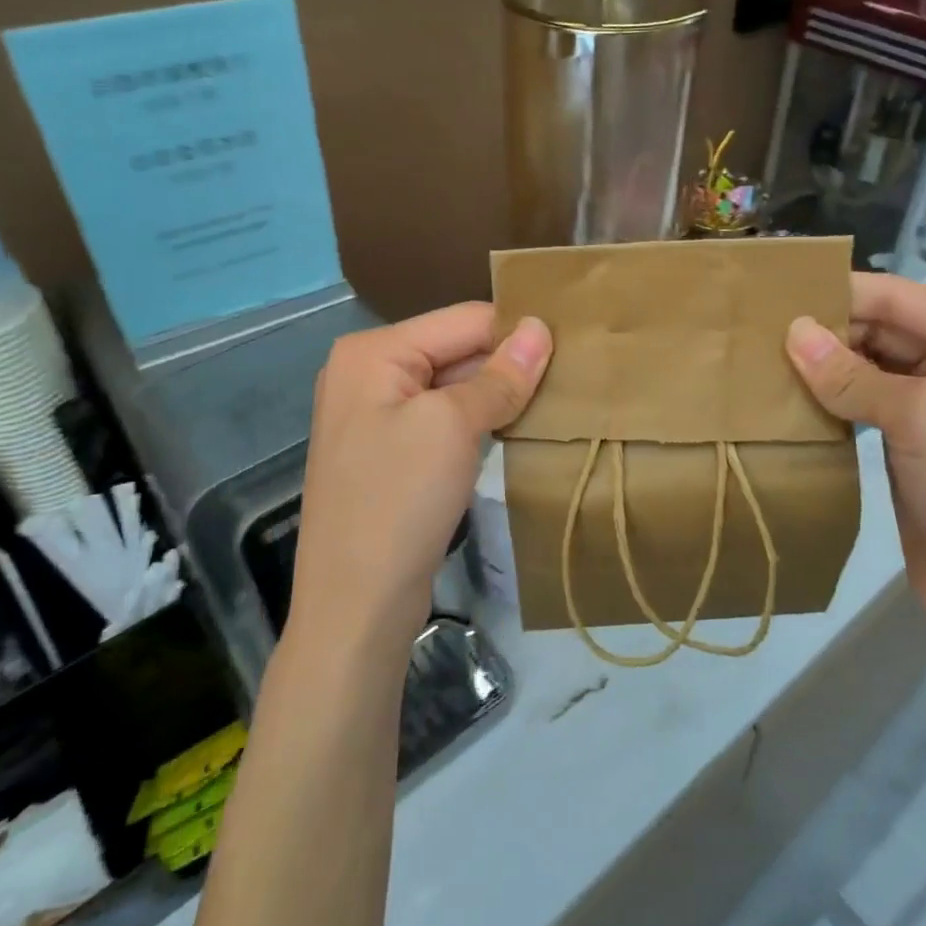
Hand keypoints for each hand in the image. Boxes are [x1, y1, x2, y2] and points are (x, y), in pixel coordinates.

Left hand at [290, 303, 551, 655]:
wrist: (355, 606)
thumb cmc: (400, 501)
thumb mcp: (454, 427)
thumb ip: (501, 375)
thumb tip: (542, 328)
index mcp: (373, 352)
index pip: (463, 320)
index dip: (516, 333)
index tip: (570, 350)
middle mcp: (368, 372)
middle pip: (456, 349)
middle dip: (507, 364)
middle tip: (569, 379)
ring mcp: (376, 414)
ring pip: (454, 385)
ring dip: (497, 394)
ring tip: (552, 401)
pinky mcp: (390, 451)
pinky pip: (443, 418)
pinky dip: (479, 421)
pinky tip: (515, 430)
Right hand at [785, 273, 925, 644]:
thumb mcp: (920, 420)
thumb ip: (851, 374)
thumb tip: (791, 331)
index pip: (900, 298)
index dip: (838, 293)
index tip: (773, 295)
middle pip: (883, 327)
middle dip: (827, 330)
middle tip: (758, 333)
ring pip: (869, 364)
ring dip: (824, 365)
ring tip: (763, 359)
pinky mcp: (913, 437)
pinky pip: (865, 400)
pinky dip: (832, 396)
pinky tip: (790, 396)